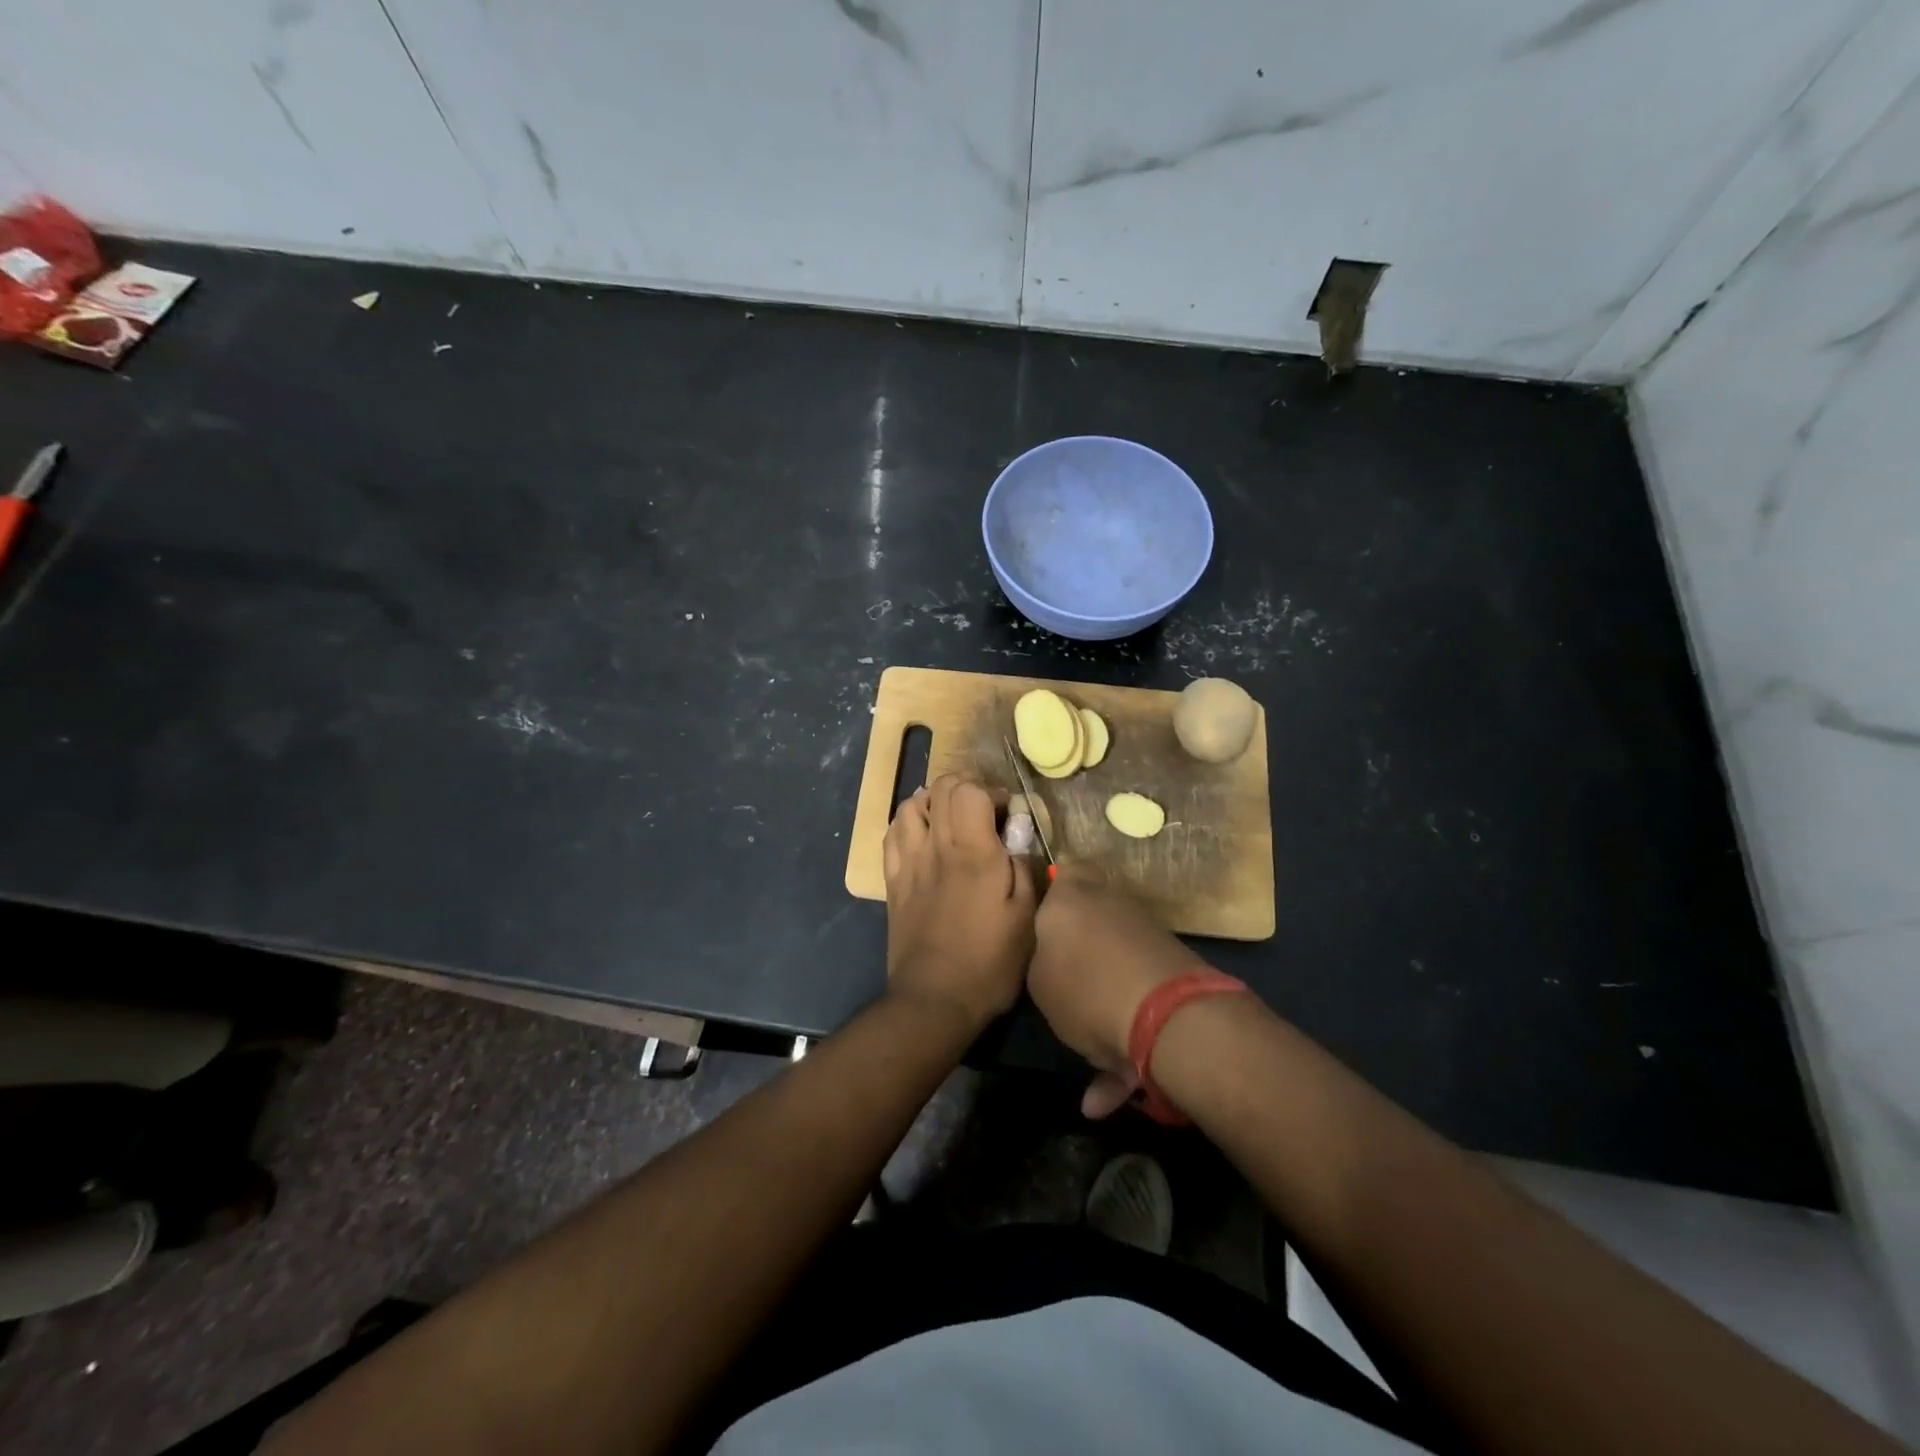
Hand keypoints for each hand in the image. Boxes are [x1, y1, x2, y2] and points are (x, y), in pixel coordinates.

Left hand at [884, 774, 1036, 1033]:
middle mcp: (936, 846)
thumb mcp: (1026, 917)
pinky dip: (909, 822)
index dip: (991, 790)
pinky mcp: (893, 881)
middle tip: (984, 810)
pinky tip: (923, 835)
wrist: (934, 999)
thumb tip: (1017, 836)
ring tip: (951, 818)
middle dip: (966, 787)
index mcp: (973, 851)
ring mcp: (908, 862)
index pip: (970, 789)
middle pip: (941, 788)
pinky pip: (892, 834)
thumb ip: (1024, 867)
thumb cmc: (989, 961)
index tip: (1008, 812)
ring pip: (911, 805)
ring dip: (934, 801)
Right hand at [1027, 869, 1208, 1117]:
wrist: (1167, 1016)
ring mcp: (1147, 936)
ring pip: (1114, 969)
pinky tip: (1106, 1097)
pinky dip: (1124, 1046)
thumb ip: (1042, 959)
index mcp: (1072, 895)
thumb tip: (1055, 959)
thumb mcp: (1037, 976)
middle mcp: (1112, 905)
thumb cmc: (1083, 986)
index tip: (1039, 921)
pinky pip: (1138, 1005)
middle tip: (1059, 985)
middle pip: (1090, 919)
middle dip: (1078, 952)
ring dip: (1101, 1010)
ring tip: (1087, 1060)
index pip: (1062, 871)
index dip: (1052, 890)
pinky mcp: (1173, 972)